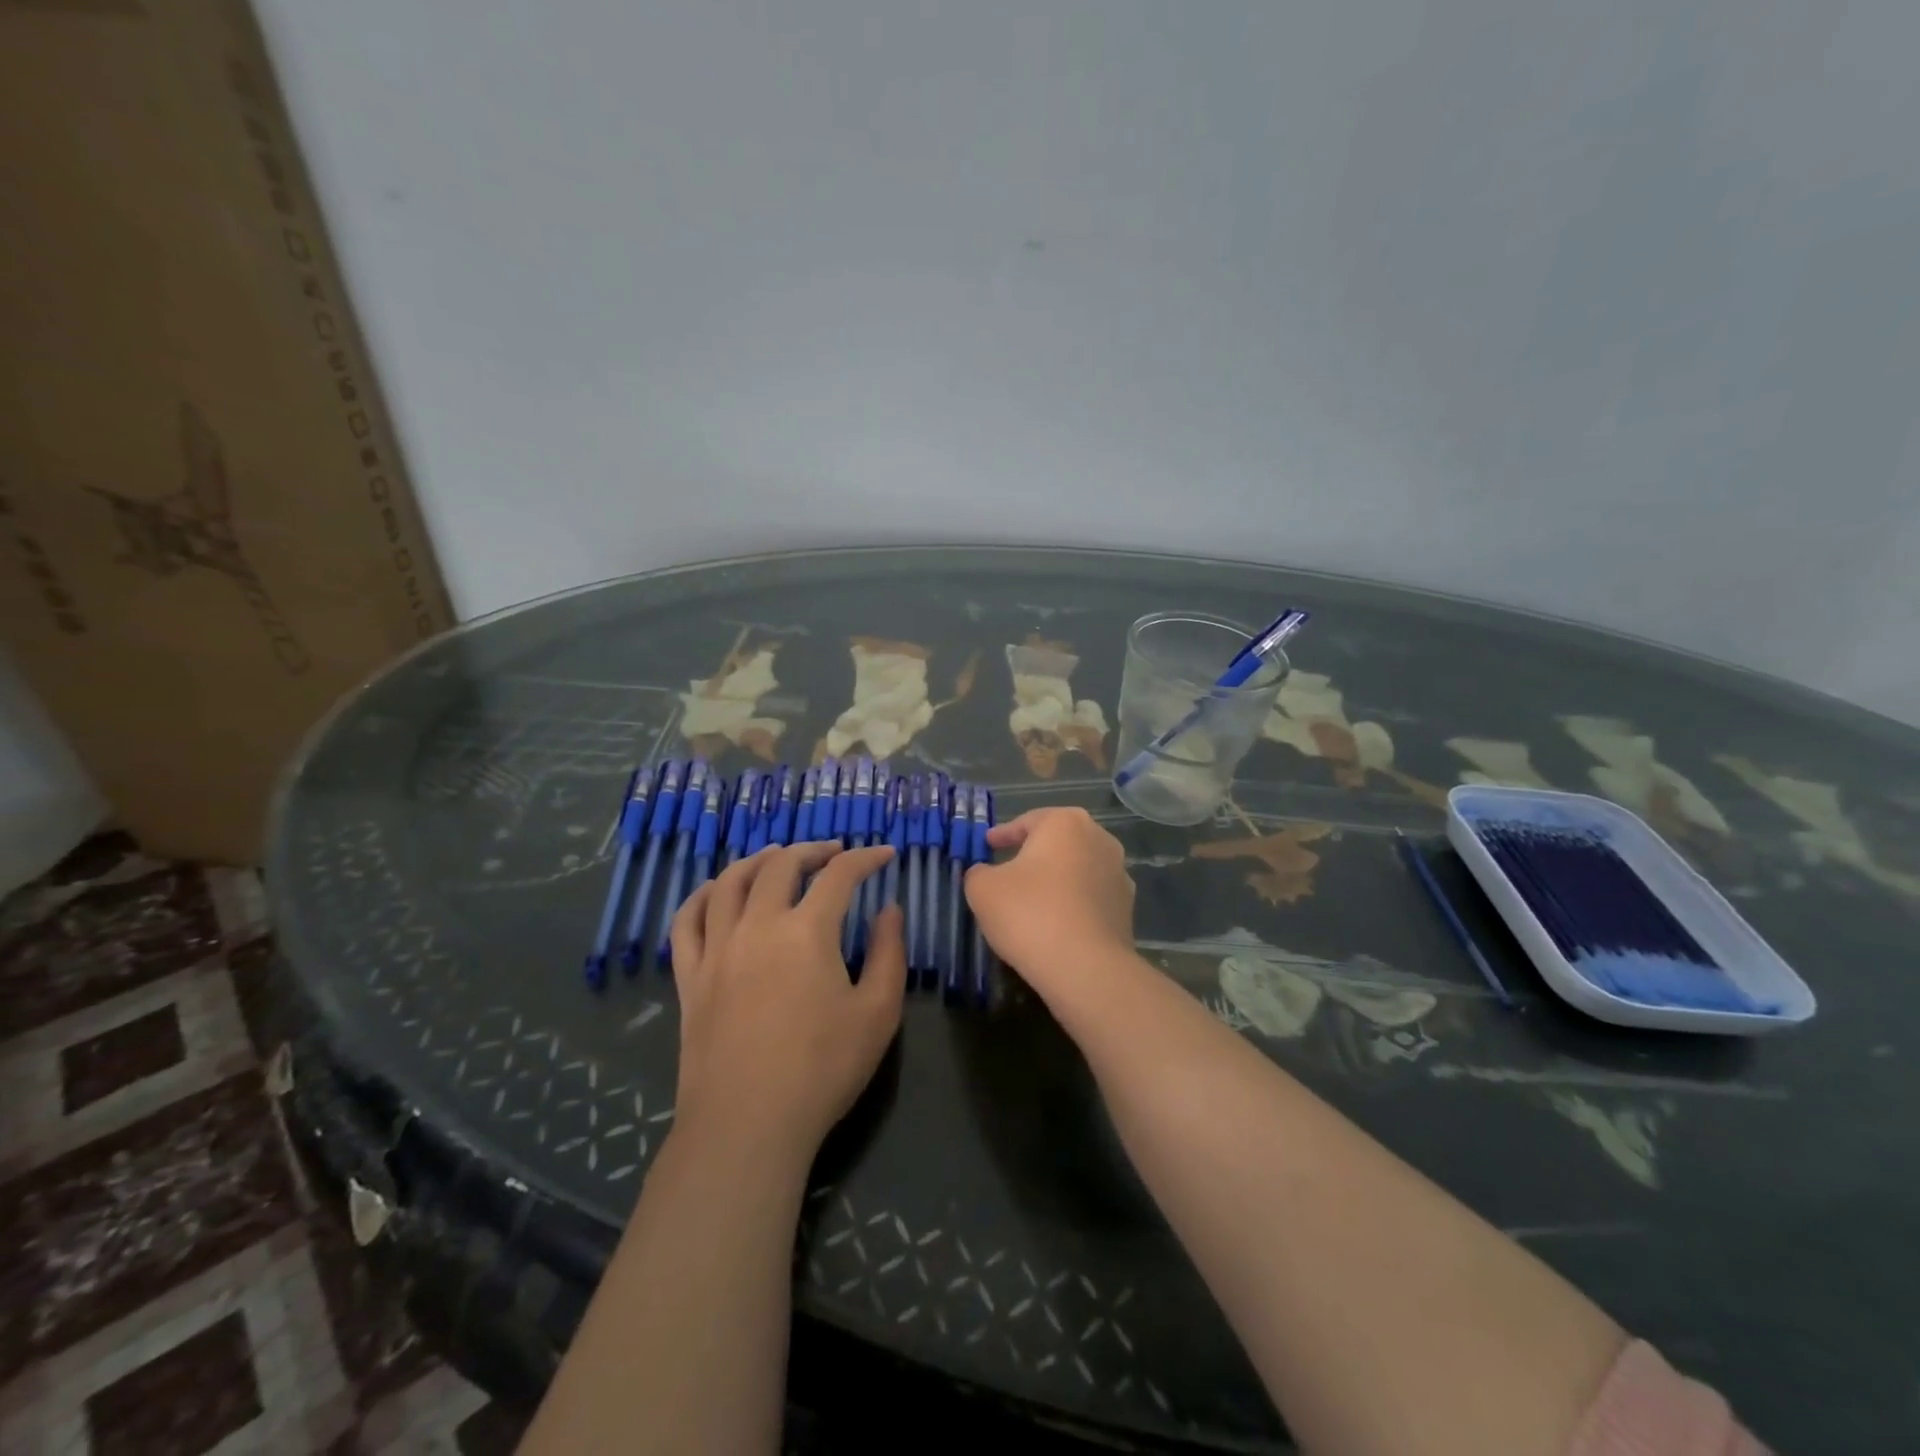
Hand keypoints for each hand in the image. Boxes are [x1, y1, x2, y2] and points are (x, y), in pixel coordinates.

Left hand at [668, 842, 905, 1159]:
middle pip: (781, 866)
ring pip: (730, 882)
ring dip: (758, 860)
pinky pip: (687, 921)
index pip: (840, 875)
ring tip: (777, 858)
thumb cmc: (822, 1070)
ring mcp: (717, 949)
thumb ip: (889, 953)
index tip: (884, 855)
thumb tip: (889, 909)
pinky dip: (703, 895)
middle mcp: (758, 926)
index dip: (865, 858)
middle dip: (812, 851)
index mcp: (807, 931)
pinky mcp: (690, 976)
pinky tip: (716, 890)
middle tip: (834, 853)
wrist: (747, 1126)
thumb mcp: (878, 1014)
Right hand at [963, 807, 1137, 1008]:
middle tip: (1009, 869)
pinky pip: (1090, 898)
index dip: (1003, 834)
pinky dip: (1072, 904)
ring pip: (1077, 870)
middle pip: (1057, 842)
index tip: (988, 845)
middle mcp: (1099, 839)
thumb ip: (978, 873)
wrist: (1085, 967)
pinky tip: (1055, 923)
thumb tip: (984, 874)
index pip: (1027, 821)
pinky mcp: (1127, 909)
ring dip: (1056, 880)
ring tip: (1032, 900)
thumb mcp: (983, 889)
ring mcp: (1119, 874)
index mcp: (1066, 822)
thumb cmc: (1029, 913)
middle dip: (1034, 854)